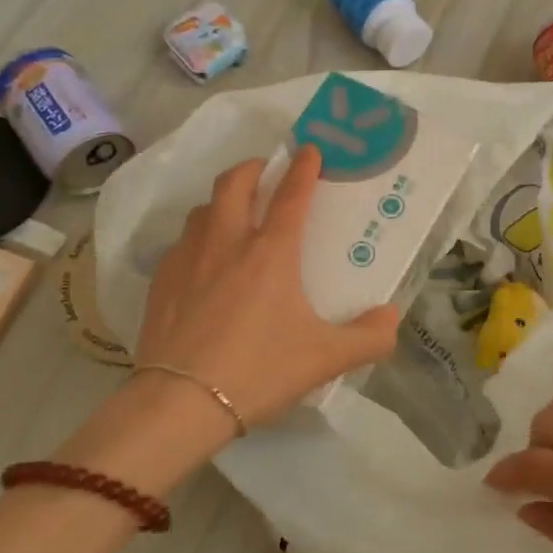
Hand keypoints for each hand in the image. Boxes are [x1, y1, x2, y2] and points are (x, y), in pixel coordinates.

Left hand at [135, 145, 400, 427]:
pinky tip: (201, 263)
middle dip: (252, 167)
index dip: (304, 168)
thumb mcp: (325, 359)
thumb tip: (391, 319)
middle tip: (265, 169)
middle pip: (234, 184)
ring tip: (233, 215)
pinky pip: (180, 244)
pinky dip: (196, 238)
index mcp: (270, 254)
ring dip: (220, 202)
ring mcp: (187, 259)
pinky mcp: (160, 282)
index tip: (310, 149)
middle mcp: (227, 243)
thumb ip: (367, 338)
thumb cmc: (259, 371)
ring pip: (202, 210)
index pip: (292, 196)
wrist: (181, 403)